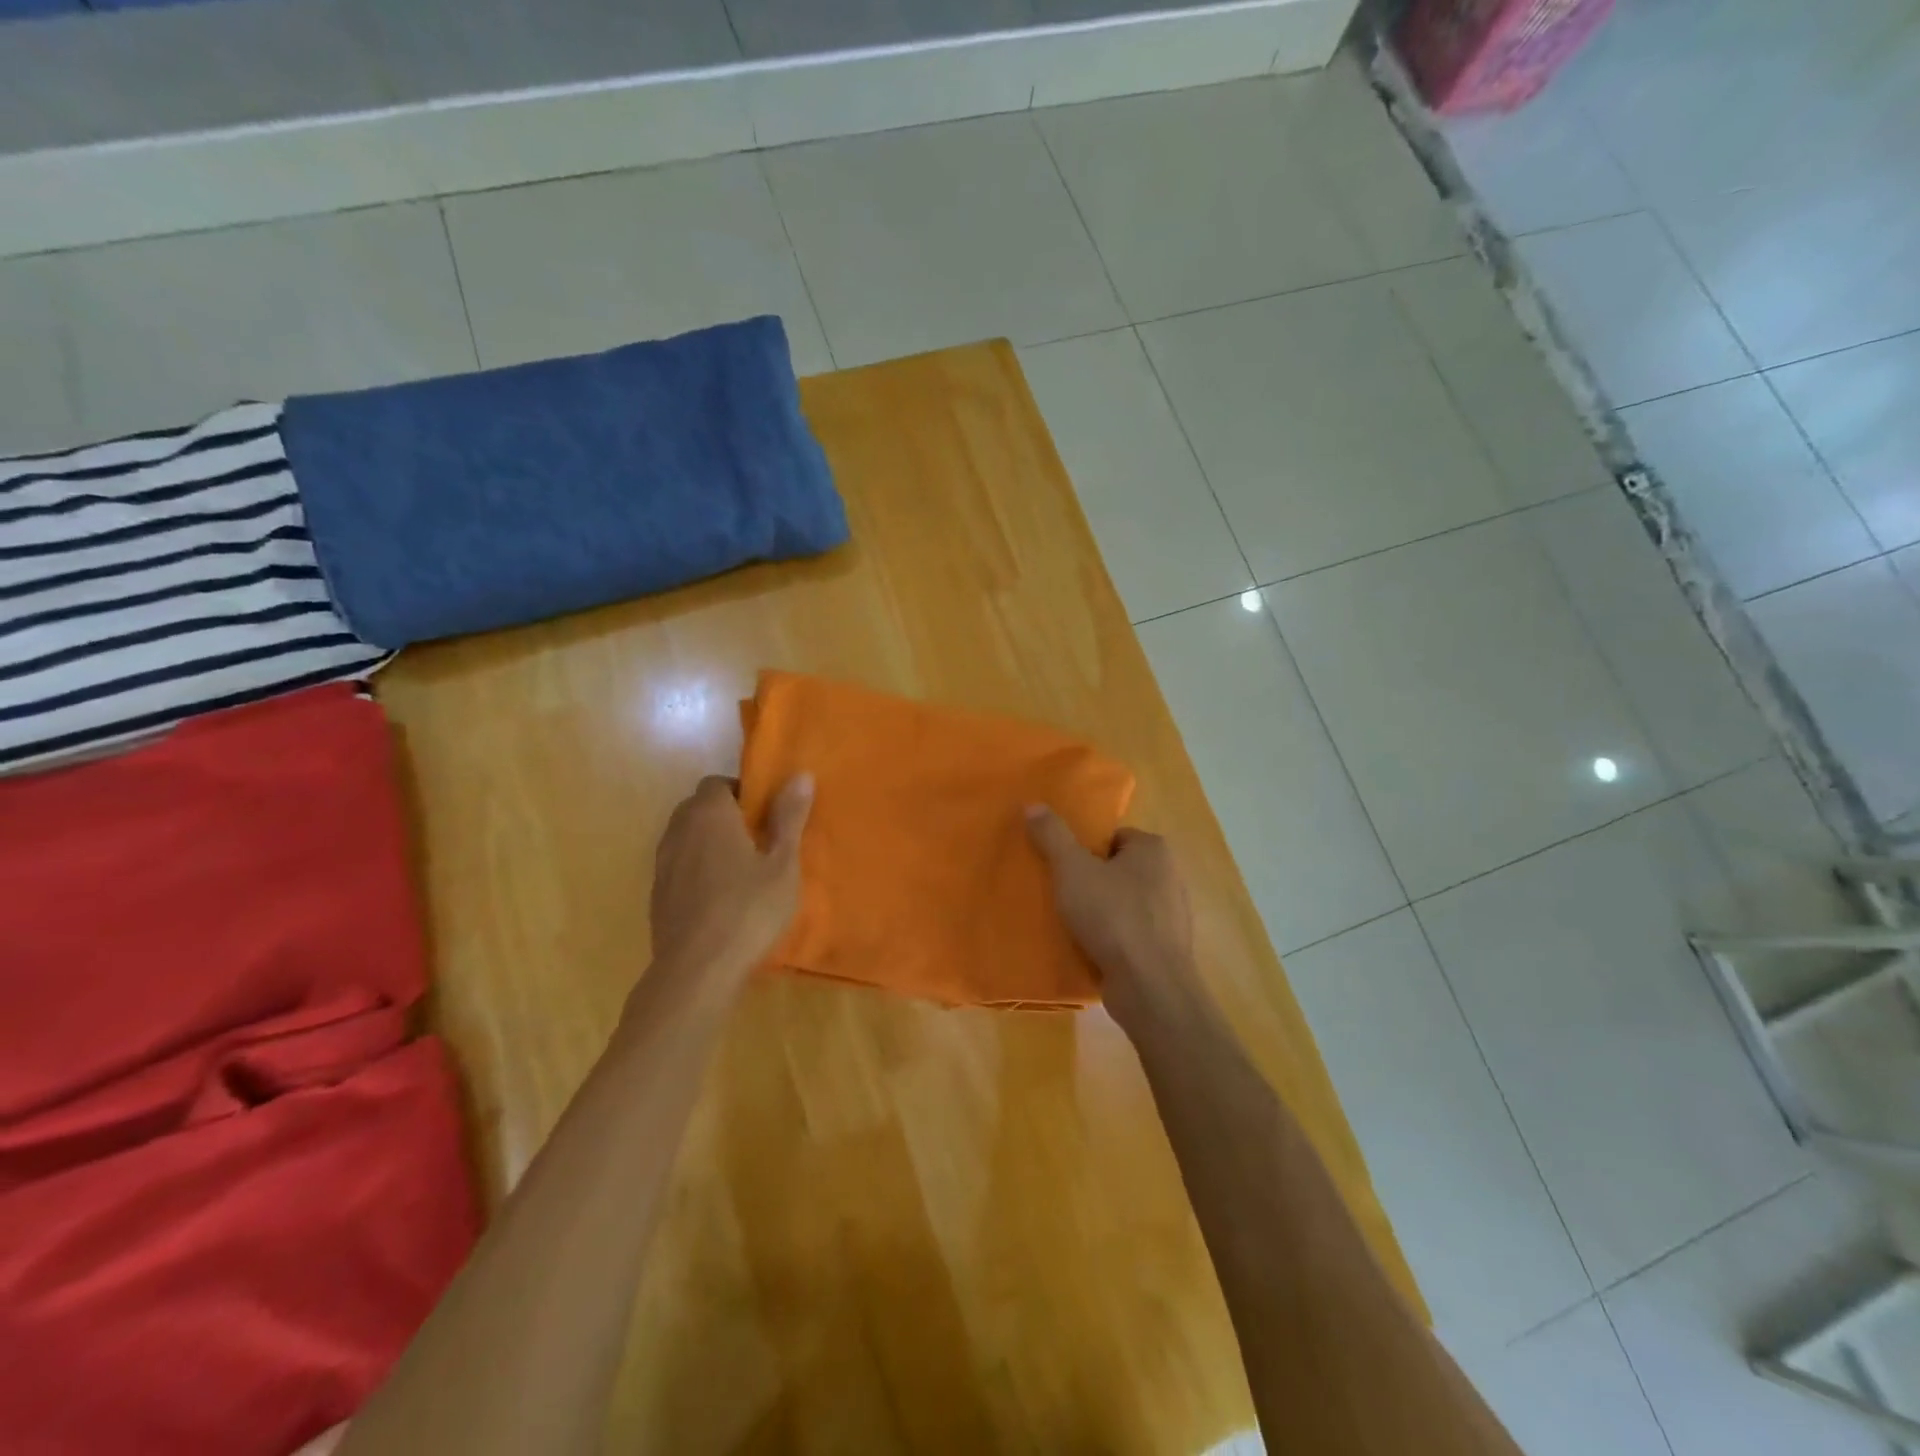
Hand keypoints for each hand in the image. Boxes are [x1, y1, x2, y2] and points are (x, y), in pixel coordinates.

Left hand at [650, 773, 813, 978]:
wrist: (697, 971)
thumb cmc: (749, 910)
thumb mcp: (782, 864)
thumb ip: (789, 818)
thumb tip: (800, 775)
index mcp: (710, 814)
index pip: (718, 783)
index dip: (743, 793)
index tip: (767, 815)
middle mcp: (679, 830)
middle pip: (699, 807)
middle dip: (726, 815)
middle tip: (759, 840)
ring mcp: (663, 864)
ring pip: (687, 837)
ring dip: (709, 842)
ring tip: (741, 868)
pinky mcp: (658, 895)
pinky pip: (679, 866)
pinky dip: (697, 869)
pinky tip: (720, 896)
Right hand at [1026, 806, 1194, 1025]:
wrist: (1149, 986)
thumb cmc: (1112, 916)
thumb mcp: (1072, 869)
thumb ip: (1053, 836)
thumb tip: (1033, 805)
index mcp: (1154, 849)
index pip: (1113, 836)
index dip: (1085, 849)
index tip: (1063, 867)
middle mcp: (1170, 876)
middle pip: (1118, 868)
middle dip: (1092, 879)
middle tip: (1062, 893)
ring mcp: (1172, 915)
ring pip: (1125, 902)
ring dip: (1101, 910)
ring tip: (1072, 922)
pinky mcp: (1167, 948)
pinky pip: (1132, 932)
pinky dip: (1113, 937)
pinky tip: (1091, 948)